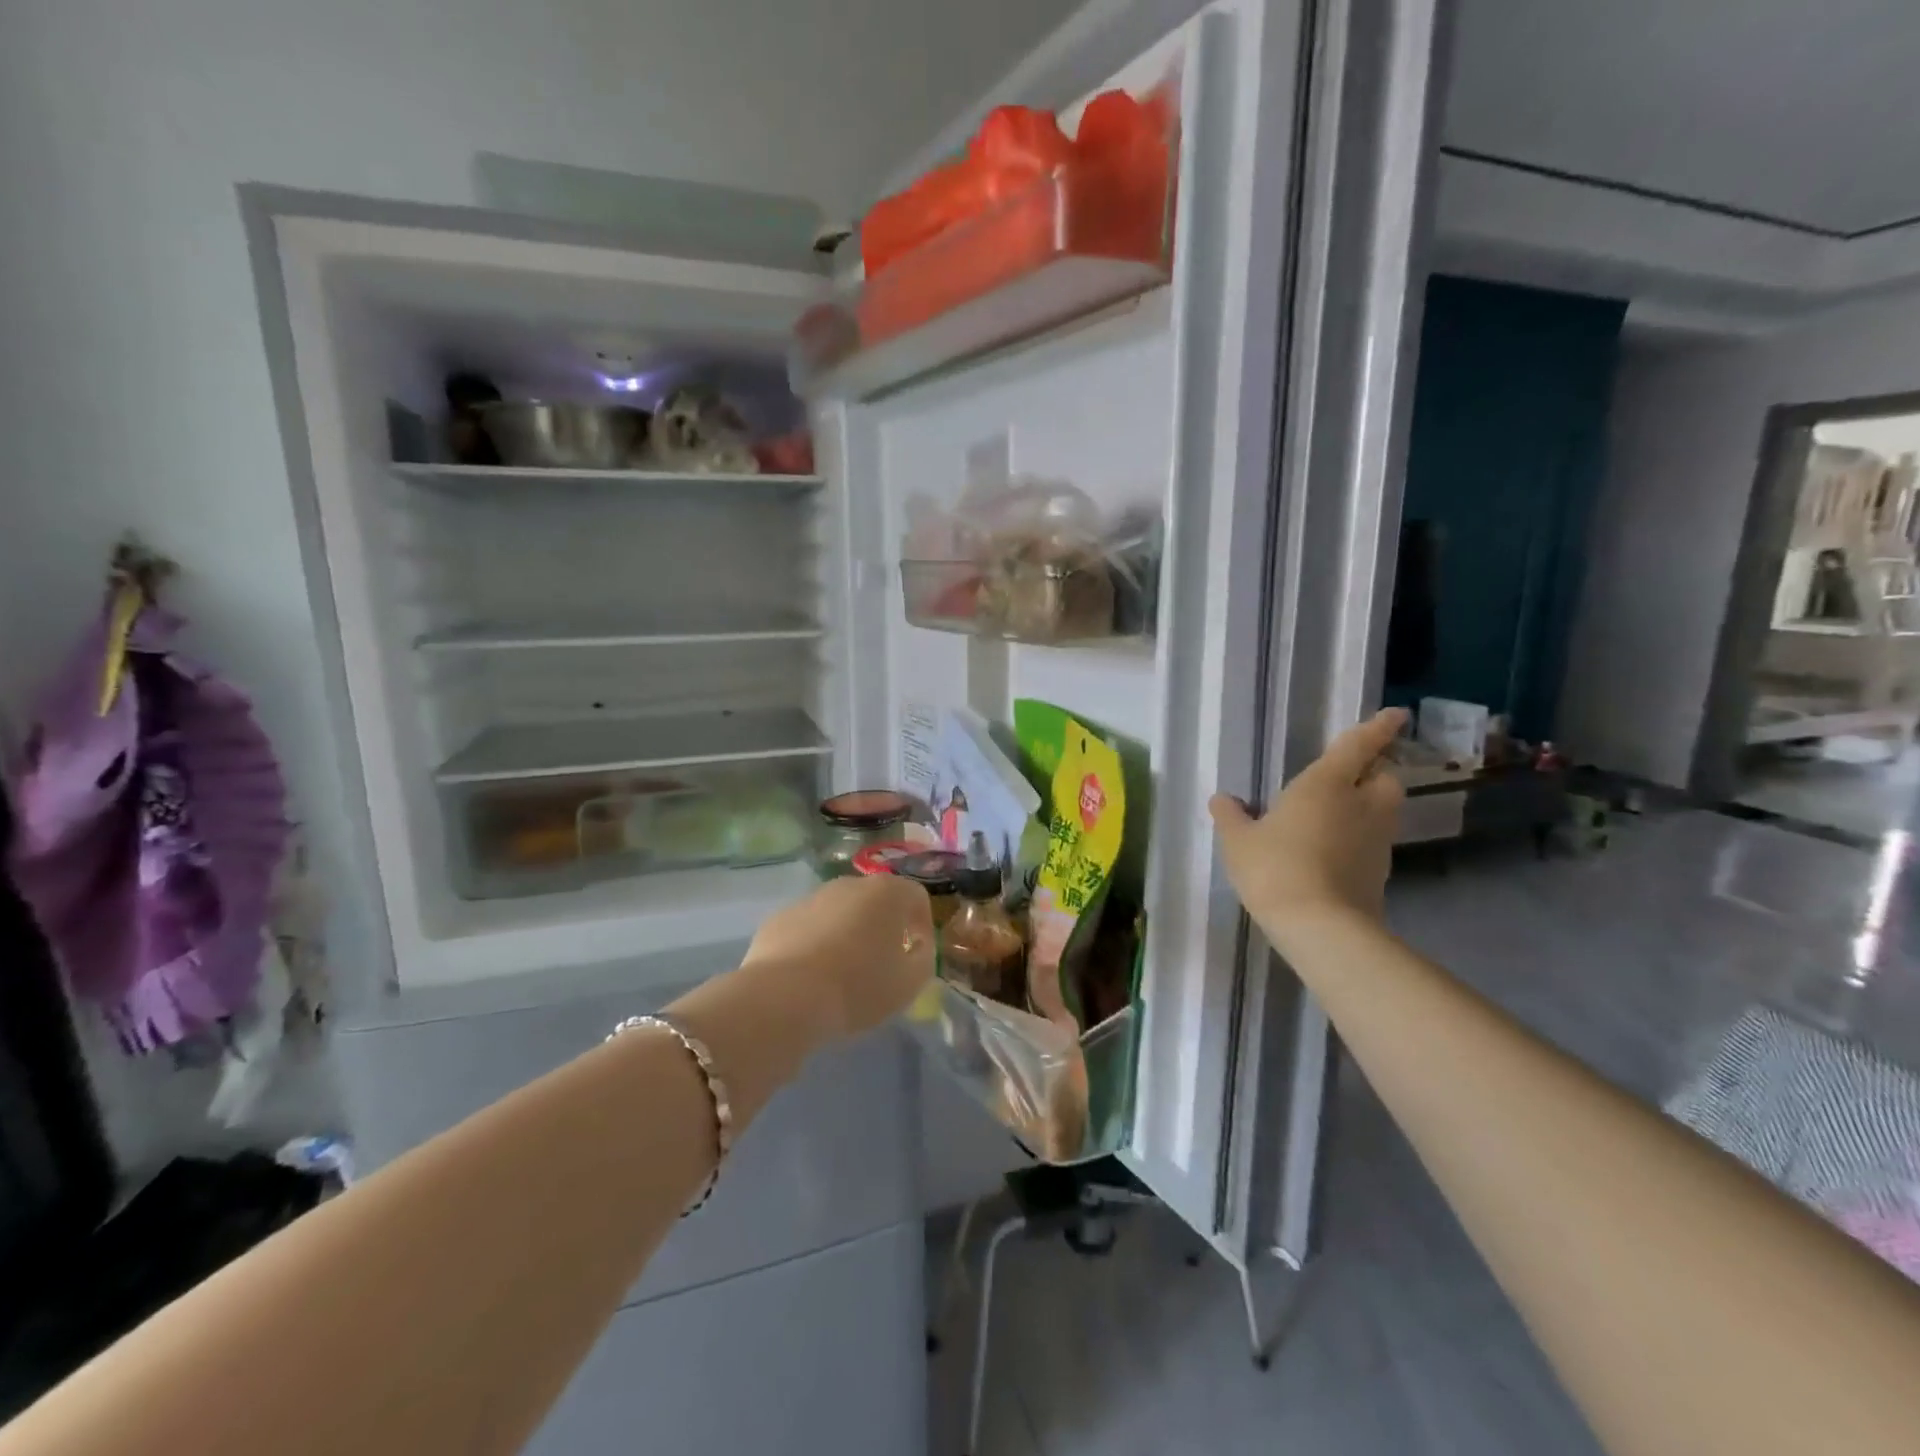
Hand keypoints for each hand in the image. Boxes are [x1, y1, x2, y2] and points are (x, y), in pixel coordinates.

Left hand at [739, 874, 935, 1040]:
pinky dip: (815, 943)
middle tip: (882, 963)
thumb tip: (916, 947)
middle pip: (876, 900)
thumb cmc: (859, 986)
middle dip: (883, 926)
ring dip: (848, 933)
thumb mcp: (910, 982)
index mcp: (886, 893)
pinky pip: (809, 927)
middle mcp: (849, 885)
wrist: (786, 997)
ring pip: (840, 912)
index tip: (917, 954)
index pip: (916, 896)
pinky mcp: (780, 917)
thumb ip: (923, 958)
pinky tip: (811, 976)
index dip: (922, 924)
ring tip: (843, 973)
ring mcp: (811, 898)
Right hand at [1209, 708, 1406, 941]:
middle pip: (1385, 777)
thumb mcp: (1239, 841)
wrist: (1321, 926)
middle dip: (1376, 771)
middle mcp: (1361, 805)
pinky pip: (1374, 841)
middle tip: (1353, 775)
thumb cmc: (1275, 868)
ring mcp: (1376, 840)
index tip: (1395, 715)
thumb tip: (1222, 798)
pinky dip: (1361, 837)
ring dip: (1370, 805)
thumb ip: (1231, 816)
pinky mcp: (1380, 871)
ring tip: (1340, 813)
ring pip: (1384, 810)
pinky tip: (1334, 849)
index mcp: (1327, 784)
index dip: (1379, 728)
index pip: (1358, 745)